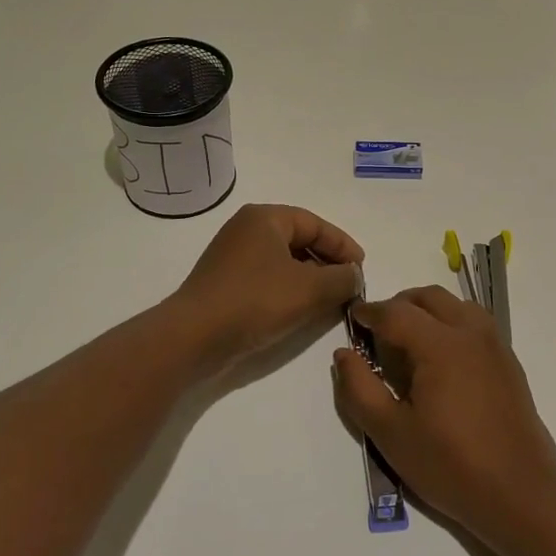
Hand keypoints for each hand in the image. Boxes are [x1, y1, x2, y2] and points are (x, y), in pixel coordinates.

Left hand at [172, 204, 363, 365]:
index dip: (342, 245)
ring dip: (310, 278)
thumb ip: (341, 279)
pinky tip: (301, 311)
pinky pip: (267, 278)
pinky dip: (289, 290)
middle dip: (327, 262)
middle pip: (298, 240)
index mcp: (264, 218)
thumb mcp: (309, 289)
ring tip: (330, 301)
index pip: (315, 223)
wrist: (194, 337)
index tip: (361, 269)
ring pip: (283, 261)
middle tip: (349, 285)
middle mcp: (246, 230)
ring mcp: (232, 257)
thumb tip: (354, 275)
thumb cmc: (255, 301)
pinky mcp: (225, 283)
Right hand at [333, 286, 555, 541]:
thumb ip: (359, 388)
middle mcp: (470, 333)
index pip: (395, 312)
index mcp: (440, 345)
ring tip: (410, 342)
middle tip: (378, 331)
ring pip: (456, 305)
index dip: (369, 312)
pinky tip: (442, 360)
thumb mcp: (390, 433)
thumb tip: (343, 353)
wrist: (521, 495)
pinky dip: (452, 323)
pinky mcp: (509, 362)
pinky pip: (475, 323)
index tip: (352, 318)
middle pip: (428, 297)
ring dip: (428, 310)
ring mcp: (495, 345)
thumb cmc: (450, 465)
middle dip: (399, 305)